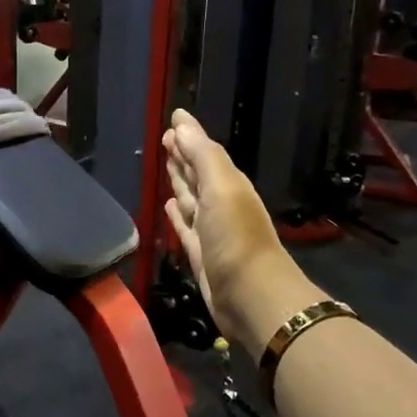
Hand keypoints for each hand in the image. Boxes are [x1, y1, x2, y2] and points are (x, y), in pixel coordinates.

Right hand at [162, 109, 318, 354]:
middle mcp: (219, 203)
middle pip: (197, 174)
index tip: (173, 121)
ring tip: (166, 166)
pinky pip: (184, 227)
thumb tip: (181, 122)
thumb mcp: (221, 187)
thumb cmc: (236, 236)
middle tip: (166, 139)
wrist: (250, 295)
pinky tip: (168, 206)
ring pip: (189, 199)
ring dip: (179, 182)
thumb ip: (202, 155)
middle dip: (183, 156)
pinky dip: (176, 215)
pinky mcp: (199, 254)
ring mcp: (210, 230)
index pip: (204, 153)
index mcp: (228, 184)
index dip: (189, 137)